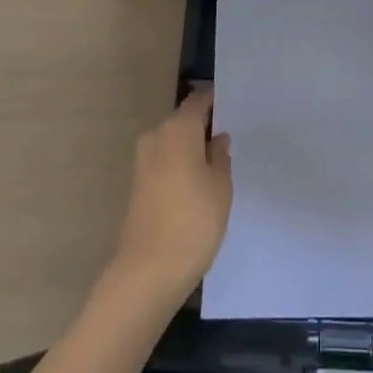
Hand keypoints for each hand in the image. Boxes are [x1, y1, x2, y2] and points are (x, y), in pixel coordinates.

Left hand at [107, 89, 232, 304]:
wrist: (148, 272)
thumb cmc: (194, 221)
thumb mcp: (221, 186)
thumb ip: (220, 156)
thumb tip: (216, 138)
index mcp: (178, 129)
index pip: (199, 100)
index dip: (215, 101)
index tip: (234, 106)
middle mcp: (156, 137)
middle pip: (183, 121)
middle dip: (204, 127)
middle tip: (230, 139)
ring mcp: (143, 162)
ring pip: (173, 143)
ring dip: (191, 149)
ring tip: (217, 165)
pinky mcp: (138, 186)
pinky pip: (164, 163)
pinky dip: (180, 167)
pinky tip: (197, 185)